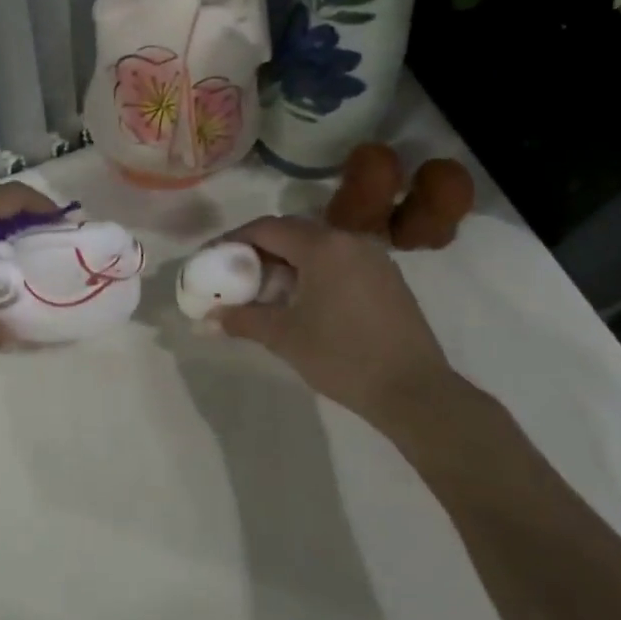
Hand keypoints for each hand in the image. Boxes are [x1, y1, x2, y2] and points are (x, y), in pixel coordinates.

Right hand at [214, 216, 459, 427]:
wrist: (414, 391)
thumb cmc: (342, 357)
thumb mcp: (284, 337)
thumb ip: (242, 320)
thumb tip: (206, 319)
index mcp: (322, 246)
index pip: (266, 228)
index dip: (233, 239)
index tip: (212, 257)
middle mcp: (349, 240)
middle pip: (292, 232)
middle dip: (259, 249)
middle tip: (236, 274)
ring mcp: (374, 258)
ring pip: (318, 246)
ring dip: (288, 260)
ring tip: (268, 290)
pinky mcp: (388, 278)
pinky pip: (340, 260)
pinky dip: (314, 270)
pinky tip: (305, 300)